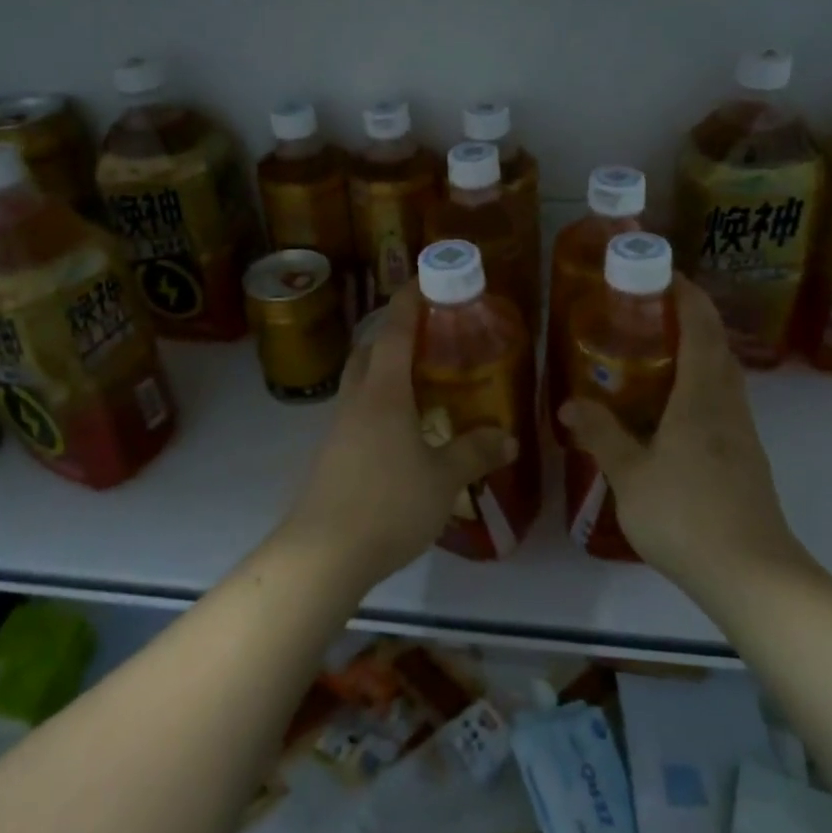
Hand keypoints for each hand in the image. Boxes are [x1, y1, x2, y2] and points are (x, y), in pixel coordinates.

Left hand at [278, 286, 516, 590]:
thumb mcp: (443, 479)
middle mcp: (357, 400)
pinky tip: (400, 427)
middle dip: (393, 332)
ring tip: (418, 377)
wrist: (323, 554)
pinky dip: (378, 401)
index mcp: (384, 392)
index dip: (409, 302)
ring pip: (360, 380)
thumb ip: (475, 453)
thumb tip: (509, 438)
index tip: (423, 278)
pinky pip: (357, 410)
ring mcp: (338, 427)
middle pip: (369, 350)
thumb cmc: (388, 504)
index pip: (395, 331)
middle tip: (427, 331)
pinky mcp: (331, 454)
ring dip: (383, 367)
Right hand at [560, 279, 814, 594]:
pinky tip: (672, 409)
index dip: (687, 295)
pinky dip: (700, 386)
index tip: (664, 274)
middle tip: (649, 312)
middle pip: (717, 346)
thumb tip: (570, 404)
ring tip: (656, 353)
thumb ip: (601, 436)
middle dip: (691, 318)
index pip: (701, 327)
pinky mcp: (746, 458)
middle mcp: (728, 405)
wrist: (751, 574)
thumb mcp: (630, 475)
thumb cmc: (686, 515)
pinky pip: (722, 402)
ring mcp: (742, 433)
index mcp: (701, 396)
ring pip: (723, 375)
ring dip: (698, 352)